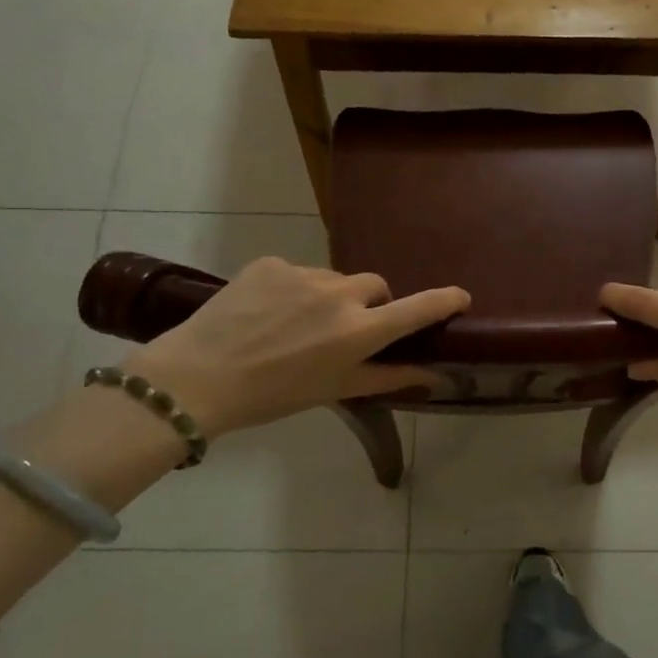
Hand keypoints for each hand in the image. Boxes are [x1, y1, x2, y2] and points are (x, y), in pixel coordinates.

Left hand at [121, 258, 468, 434]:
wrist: (196, 378)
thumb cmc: (273, 395)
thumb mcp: (335, 390)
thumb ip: (388, 377)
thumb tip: (432, 376)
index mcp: (358, 331)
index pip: (416, 309)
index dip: (444, 300)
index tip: (461, 296)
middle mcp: (338, 295)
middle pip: (375, 287)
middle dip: (371, 305)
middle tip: (347, 331)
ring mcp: (303, 274)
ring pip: (335, 279)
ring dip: (330, 297)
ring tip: (297, 325)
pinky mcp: (271, 263)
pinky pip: (298, 273)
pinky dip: (294, 290)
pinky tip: (269, 313)